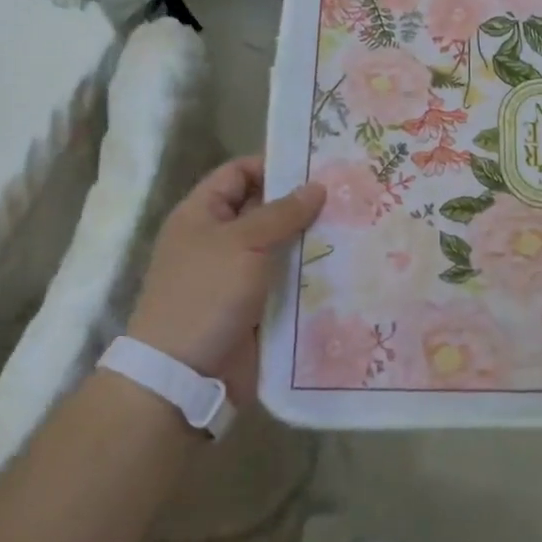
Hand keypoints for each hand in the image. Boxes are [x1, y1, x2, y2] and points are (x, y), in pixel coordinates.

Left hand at [128, 157, 325, 396]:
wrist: (184, 377)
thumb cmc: (206, 295)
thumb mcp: (243, 243)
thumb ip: (282, 213)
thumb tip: (317, 186)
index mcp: (202, 215)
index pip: (239, 173)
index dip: (273, 164)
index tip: (317, 164)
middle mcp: (219, 240)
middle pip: (265, 209)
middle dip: (303, 203)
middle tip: (349, 193)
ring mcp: (238, 275)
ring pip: (282, 246)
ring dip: (313, 240)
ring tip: (357, 225)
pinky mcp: (257, 306)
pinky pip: (288, 280)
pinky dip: (311, 274)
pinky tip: (347, 264)